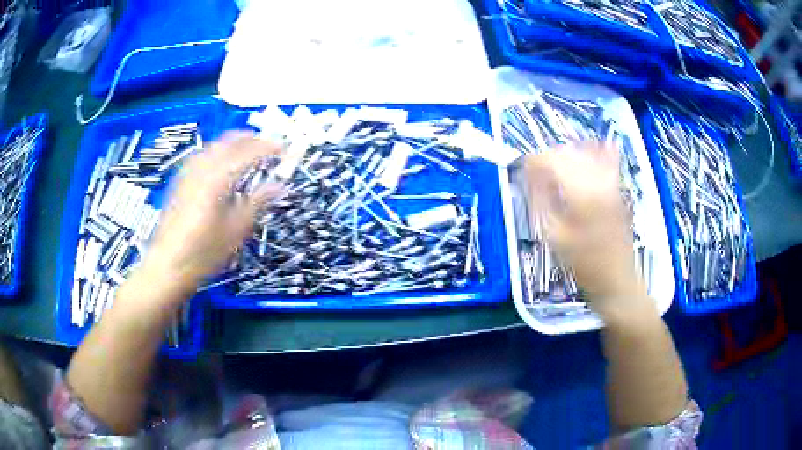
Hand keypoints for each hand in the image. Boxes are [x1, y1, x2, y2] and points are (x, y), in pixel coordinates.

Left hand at [142, 132, 283, 297]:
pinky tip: (219, 163)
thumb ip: (257, 202)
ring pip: (212, 145)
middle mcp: (201, 169)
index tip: (284, 149)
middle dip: (250, 139)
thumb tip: (279, 185)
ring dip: (232, 142)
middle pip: (228, 141)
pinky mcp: (179, 182)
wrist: (167, 267)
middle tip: (267, 146)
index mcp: (217, 179)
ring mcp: (187, 173)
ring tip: (246, 149)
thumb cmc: (203, 253)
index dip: (268, 147)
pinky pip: (201, 155)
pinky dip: (216, 151)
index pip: (248, 152)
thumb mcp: (235, 231)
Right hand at [524, 143, 644, 311]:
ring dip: (567, 156)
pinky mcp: (618, 188)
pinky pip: (607, 159)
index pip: (552, 160)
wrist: (616, 278)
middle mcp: (598, 180)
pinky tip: (587, 152)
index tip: (522, 170)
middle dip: (548, 158)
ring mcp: (611, 182)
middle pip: (568, 152)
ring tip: (556, 170)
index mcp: (580, 193)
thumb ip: (541, 202)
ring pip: (585, 153)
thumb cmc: (583, 263)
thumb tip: (530, 178)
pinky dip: (595, 152)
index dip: (533, 161)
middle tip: (535, 174)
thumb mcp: (554, 237)